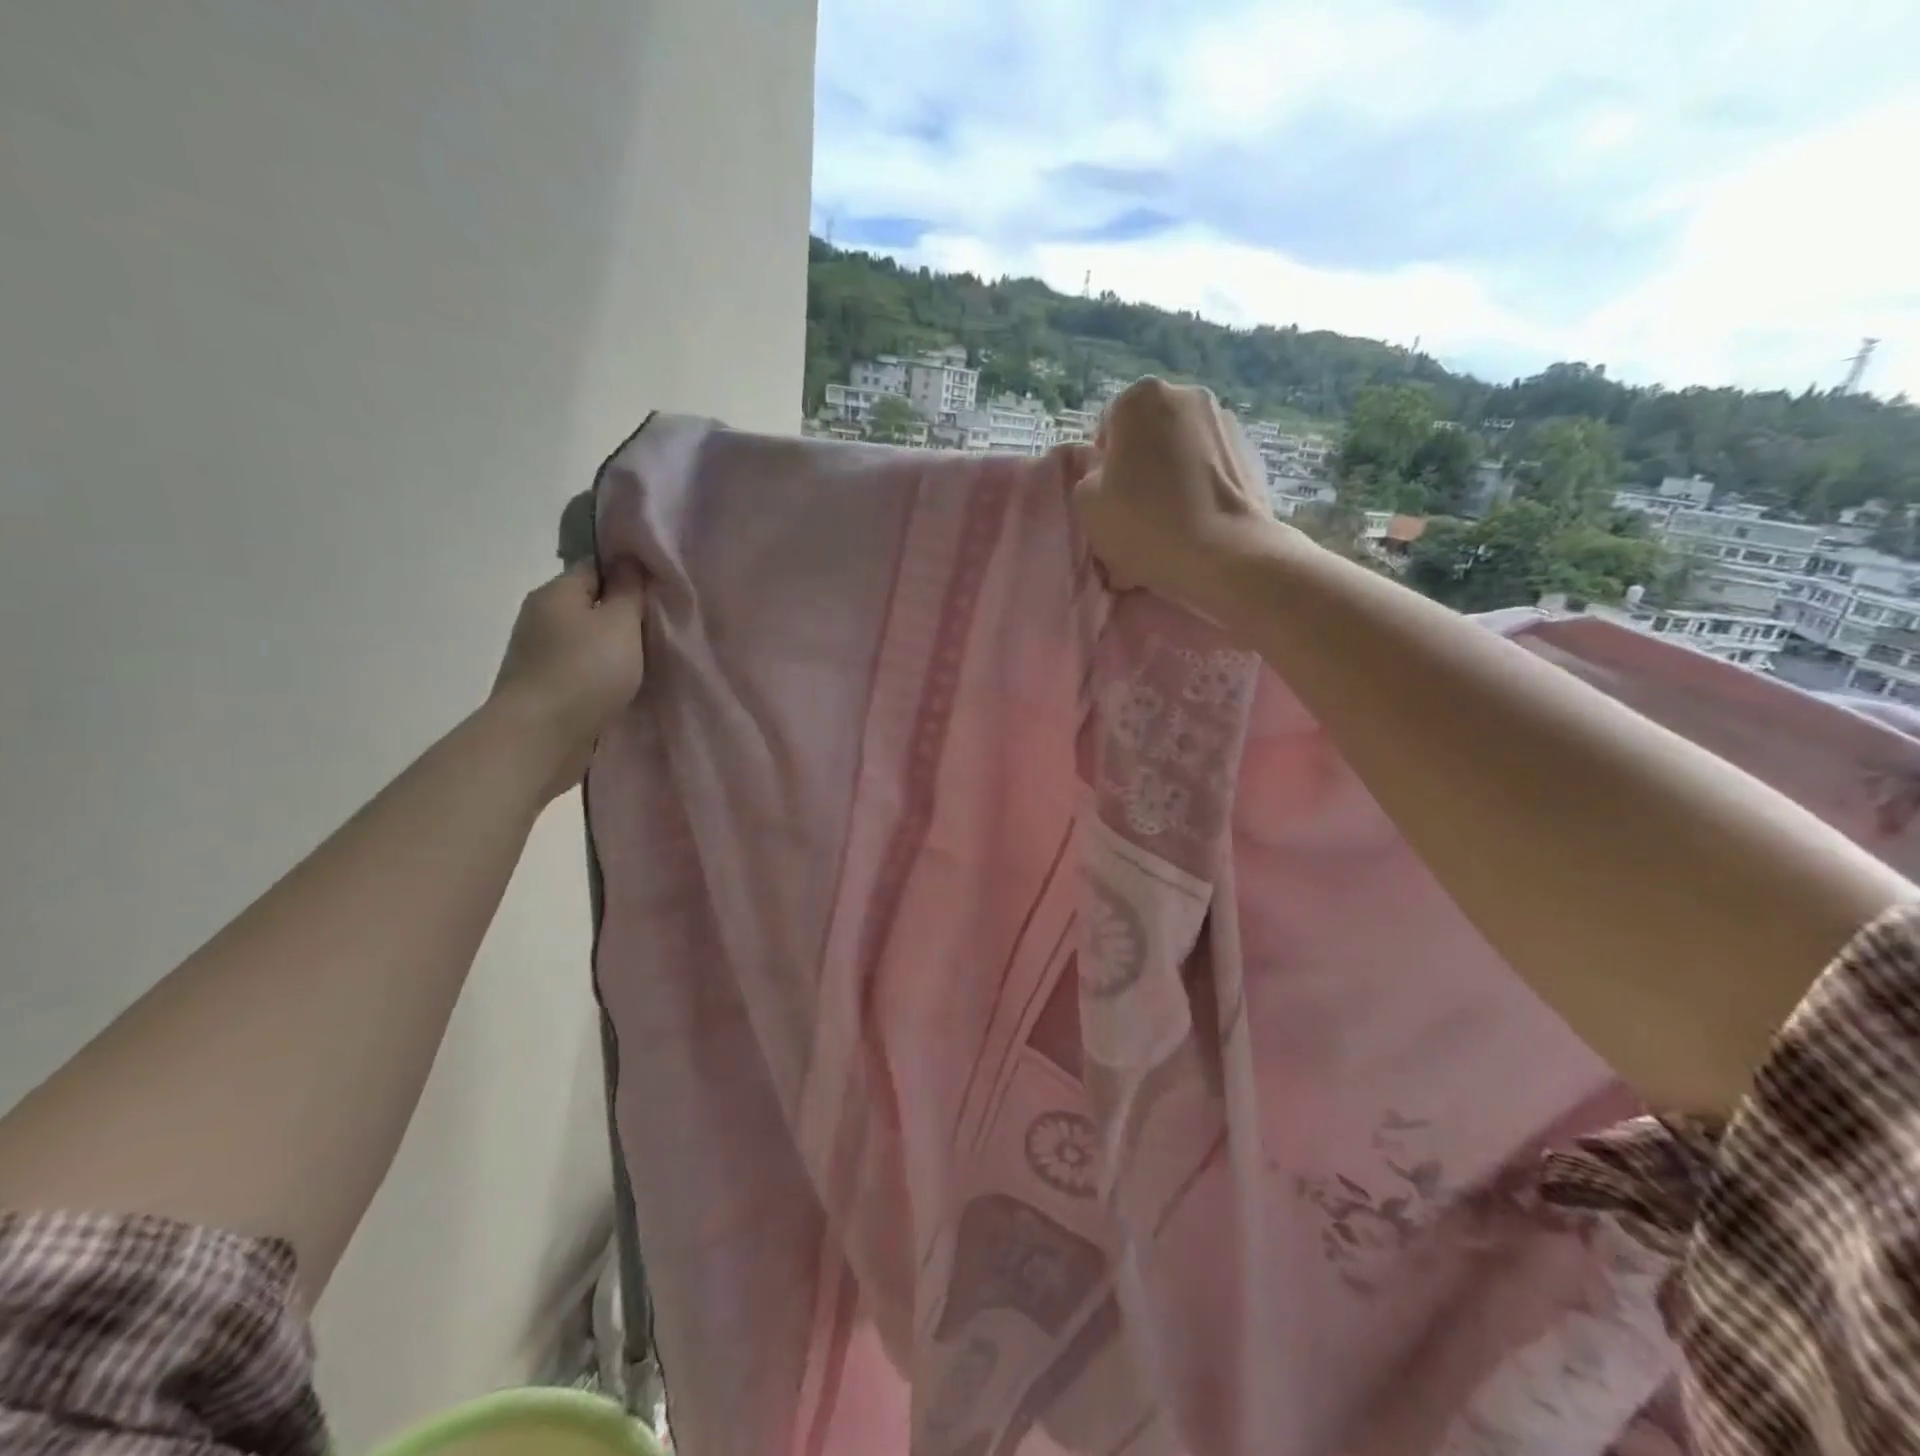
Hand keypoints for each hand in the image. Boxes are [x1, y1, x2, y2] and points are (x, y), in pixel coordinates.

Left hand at [489, 560, 646, 800]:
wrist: (541, 737)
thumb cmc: (586, 671)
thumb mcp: (620, 623)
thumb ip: (629, 590)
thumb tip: (629, 560)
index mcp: (556, 592)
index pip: (596, 567)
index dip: (629, 576)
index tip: (659, 594)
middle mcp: (541, 616)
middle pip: (590, 604)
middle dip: (622, 615)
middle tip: (660, 629)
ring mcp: (538, 653)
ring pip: (586, 639)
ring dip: (612, 648)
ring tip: (646, 660)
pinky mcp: (544, 686)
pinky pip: (580, 668)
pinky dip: (600, 673)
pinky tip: (622, 685)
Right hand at [1073, 378, 1279, 600]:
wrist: (1223, 554)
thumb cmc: (1144, 524)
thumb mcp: (1087, 504)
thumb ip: (1089, 476)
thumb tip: (1107, 473)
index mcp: (1141, 398)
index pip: (1109, 426)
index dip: (1104, 465)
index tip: (1110, 497)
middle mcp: (1186, 395)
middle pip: (1149, 434)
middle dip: (1141, 464)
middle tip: (1138, 510)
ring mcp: (1226, 421)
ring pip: (1182, 450)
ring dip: (1173, 475)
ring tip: (1170, 521)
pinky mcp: (1251, 452)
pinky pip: (1211, 468)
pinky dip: (1201, 487)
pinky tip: (1197, 523)